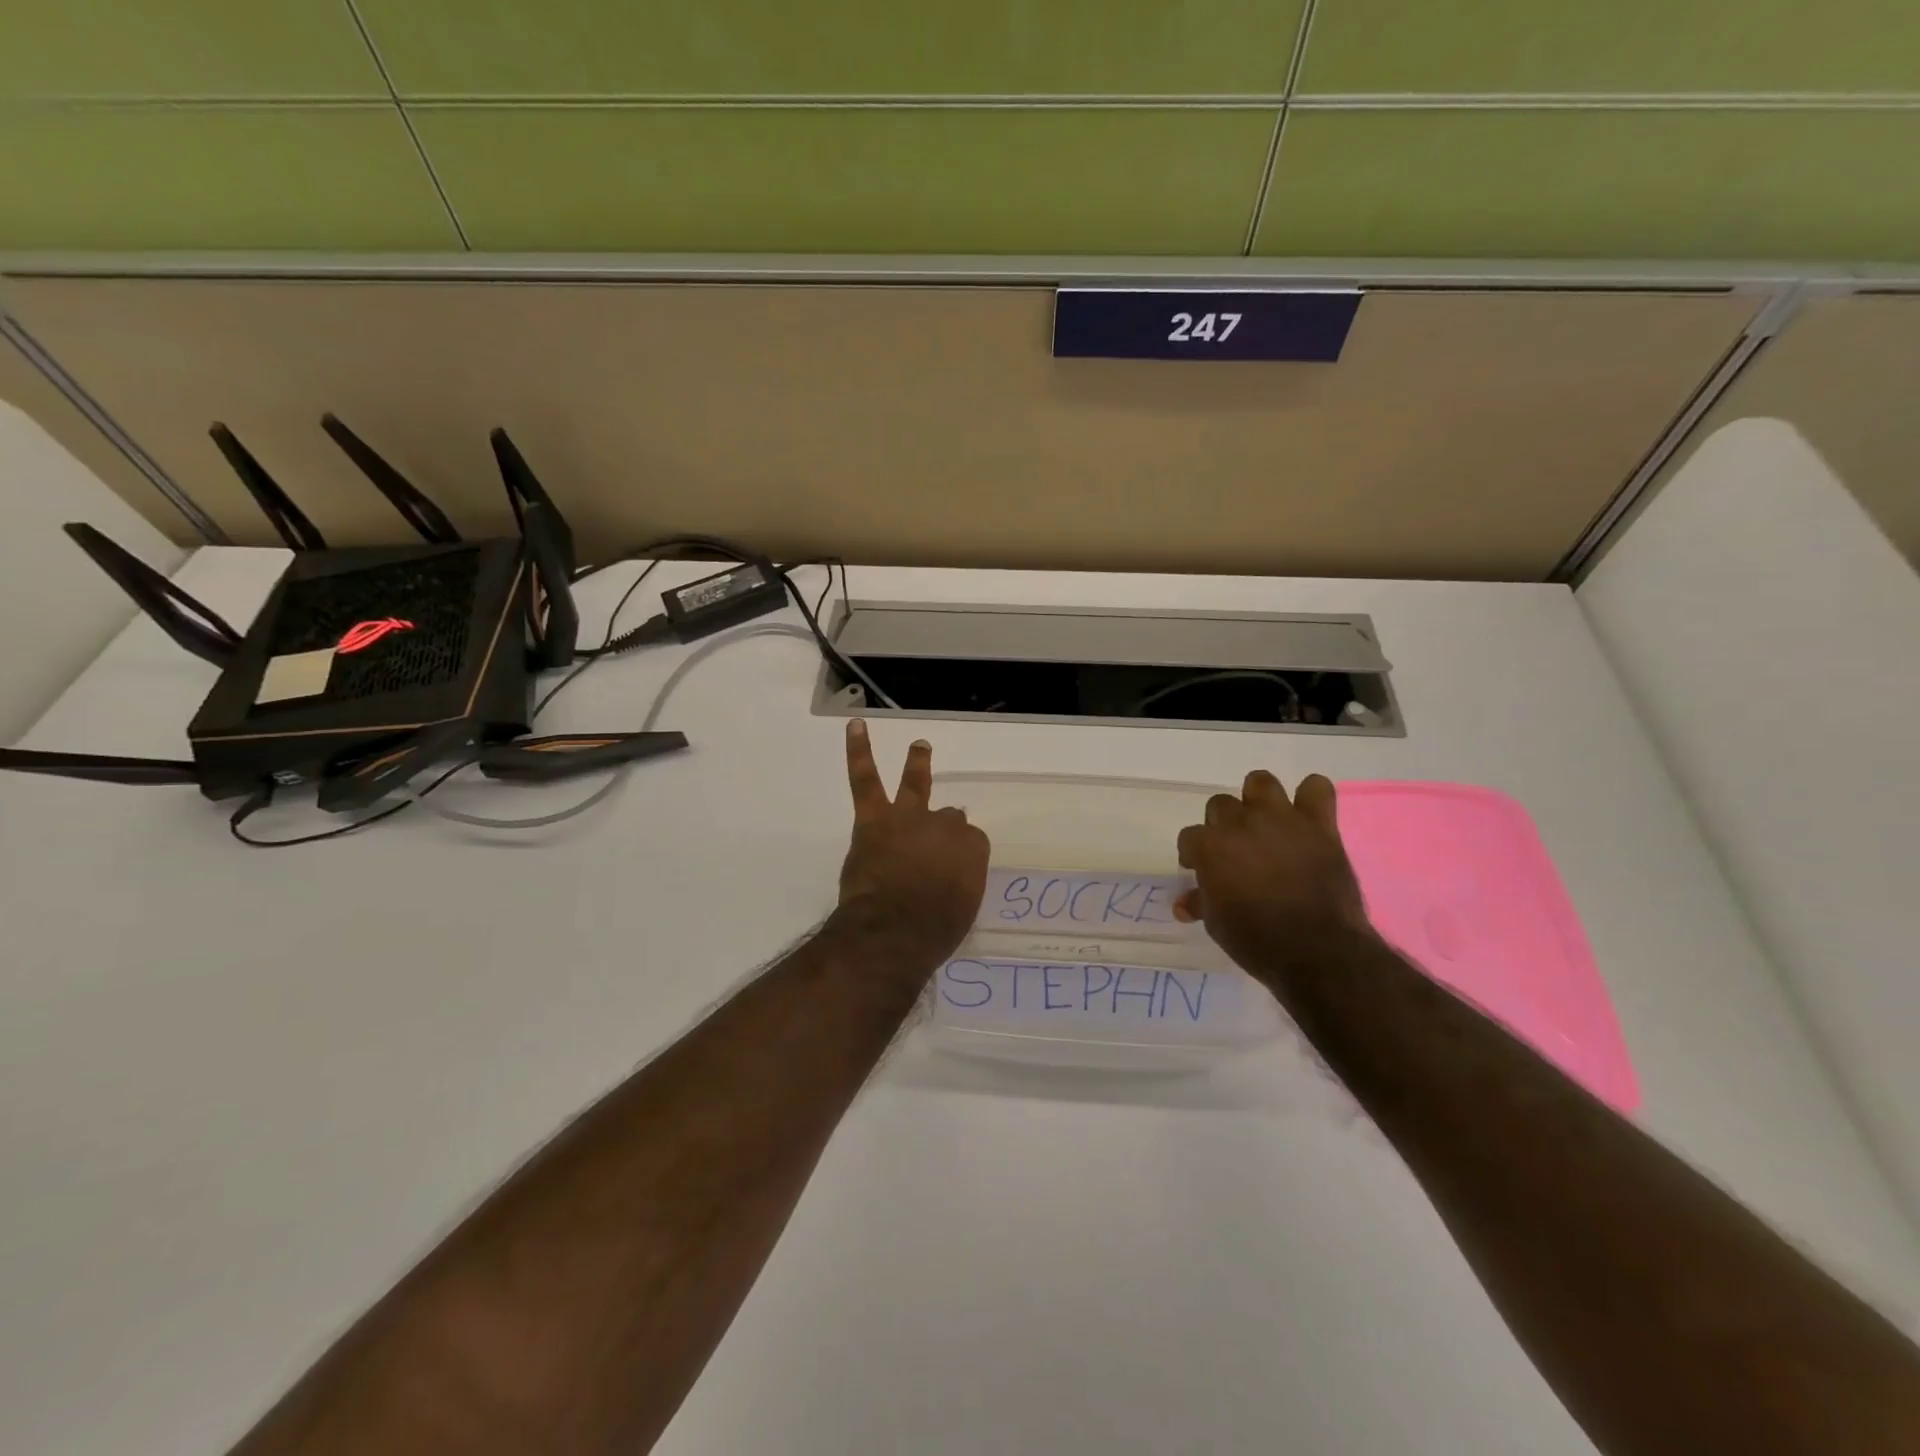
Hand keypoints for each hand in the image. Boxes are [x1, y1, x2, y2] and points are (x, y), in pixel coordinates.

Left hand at [834, 719, 989, 967]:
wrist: (893, 930)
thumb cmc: (933, 931)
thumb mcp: (962, 910)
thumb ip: (957, 884)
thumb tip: (945, 876)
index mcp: (972, 850)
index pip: (969, 843)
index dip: (957, 858)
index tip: (947, 875)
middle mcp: (945, 826)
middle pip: (948, 818)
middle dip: (943, 827)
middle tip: (935, 842)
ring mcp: (909, 818)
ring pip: (914, 785)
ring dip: (918, 764)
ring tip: (919, 746)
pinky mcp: (874, 819)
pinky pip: (865, 778)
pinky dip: (860, 751)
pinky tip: (856, 726)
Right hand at [1174, 772, 1373, 981]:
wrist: (1317, 951)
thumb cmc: (1257, 941)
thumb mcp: (1217, 925)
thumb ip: (1201, 903)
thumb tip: (1185, 903)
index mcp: (1210, 847)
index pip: (1190, 837)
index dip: (1194, 854)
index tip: (1201, 870)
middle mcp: (1241, 824)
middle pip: (1220, 805)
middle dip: (1222, 825)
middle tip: (1234, 850)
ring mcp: (1281, 820)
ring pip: (1260, 782)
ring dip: (1258, 799)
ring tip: (1265, 822)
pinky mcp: (1319, 825)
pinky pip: (1317, 788)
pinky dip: (1311, 796)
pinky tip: (1307, 817)